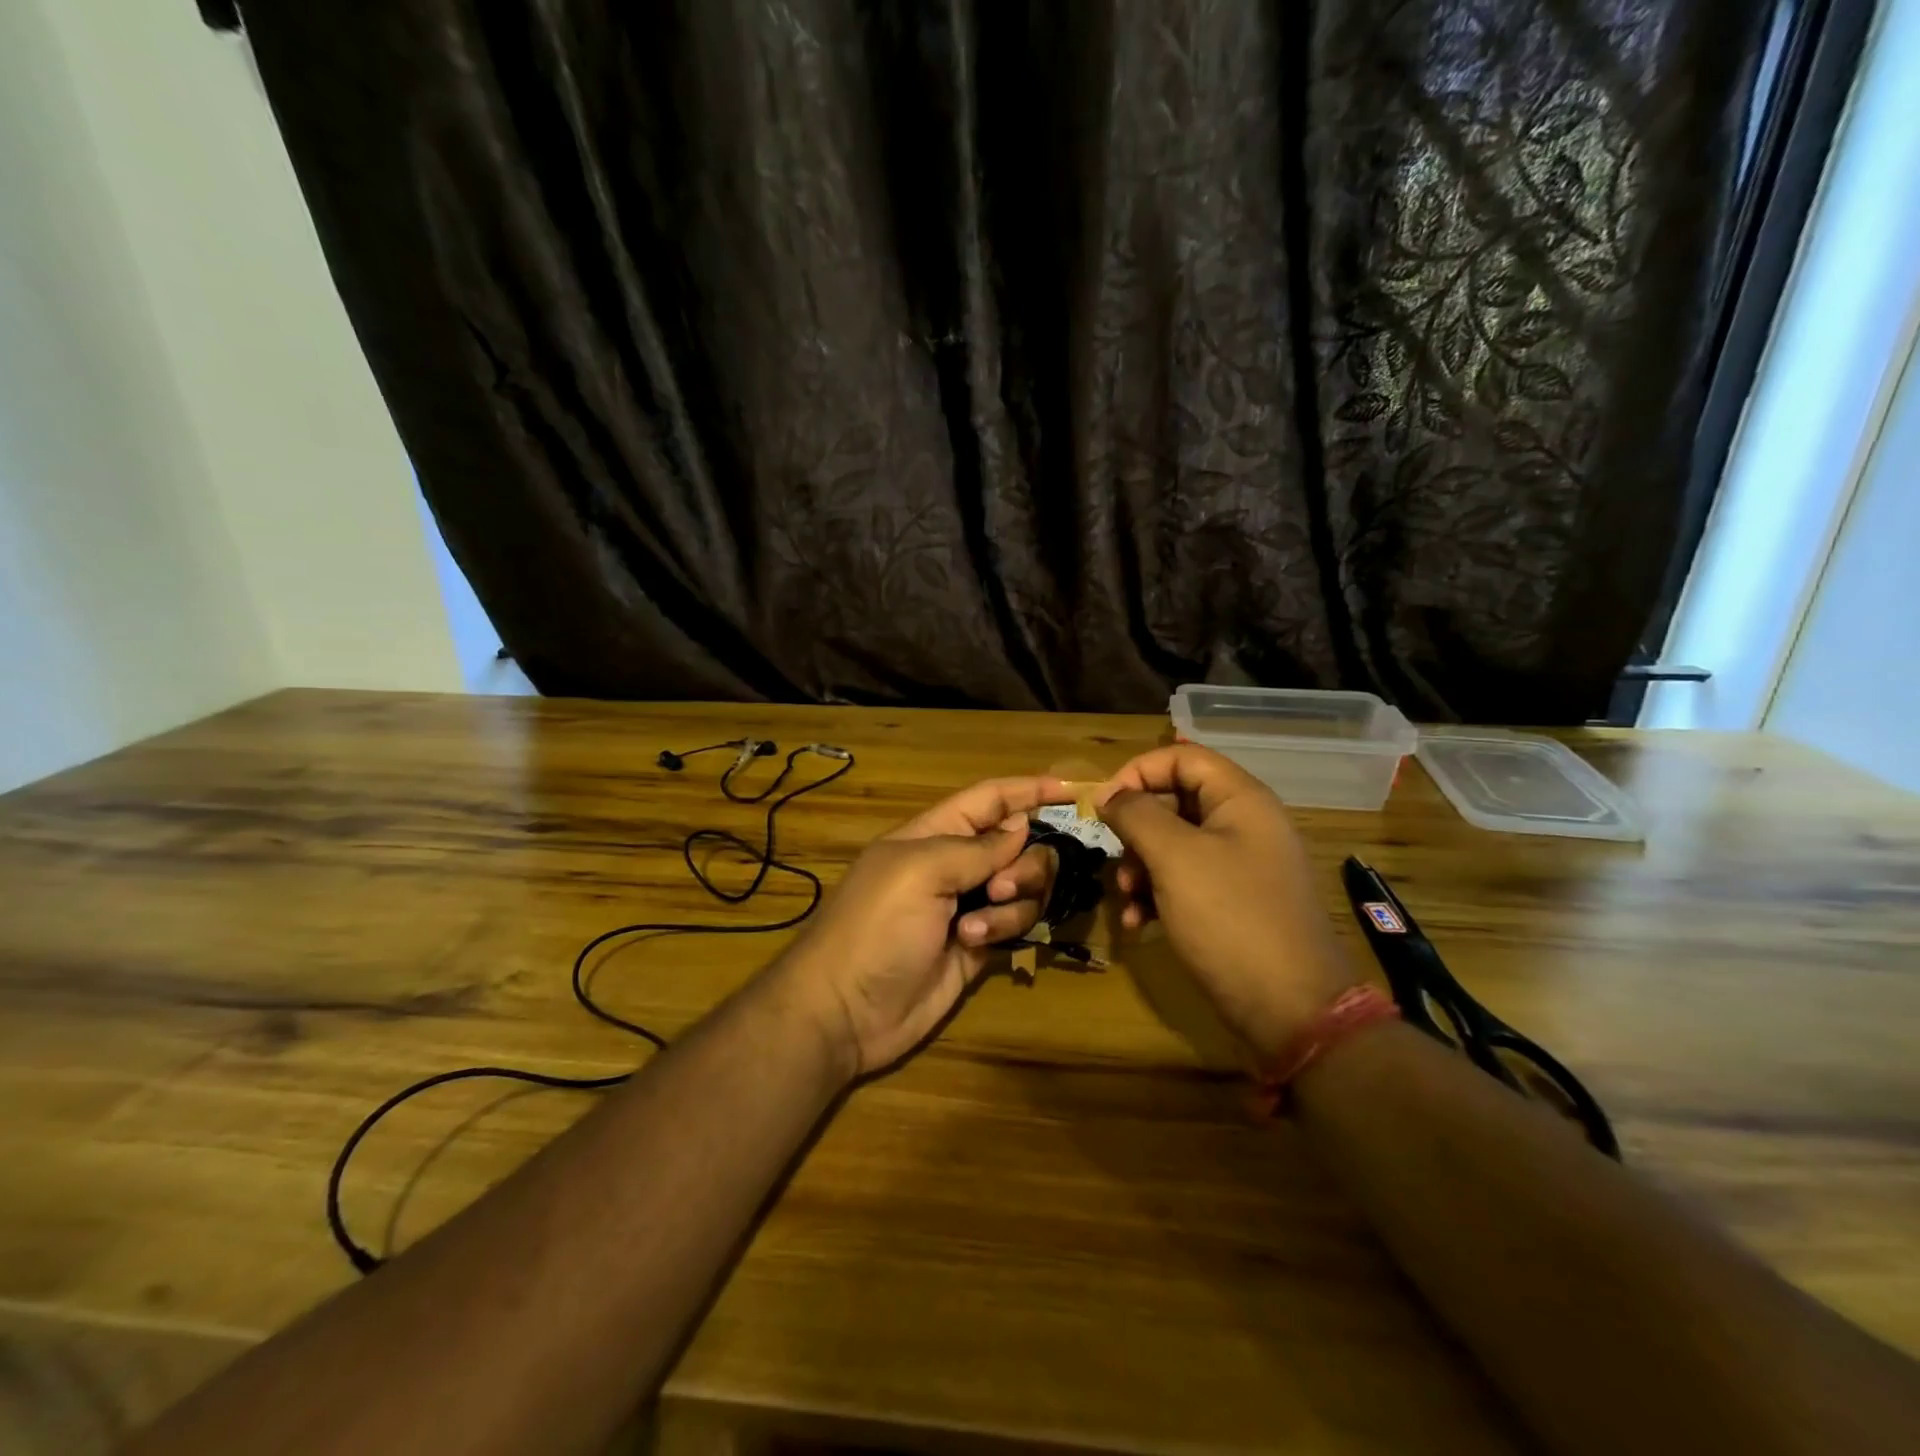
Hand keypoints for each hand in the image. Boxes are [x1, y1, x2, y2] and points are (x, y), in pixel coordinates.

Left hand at [774, 777, 1068, 1076]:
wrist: (845, 1009)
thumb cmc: (876, 925)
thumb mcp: (920, 871)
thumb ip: (977, 847)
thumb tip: (1020, 827)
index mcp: (934, 833)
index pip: (990, 799)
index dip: (1028, 790)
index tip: (1073, 791)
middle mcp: (955, 865)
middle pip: (1019, 845)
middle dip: (1025, 862)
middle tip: (1000, 887)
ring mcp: (968, 906)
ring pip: (1024, 887)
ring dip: (1013, 902)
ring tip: (976, 926)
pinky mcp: (978, 945)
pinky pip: (1016, 924)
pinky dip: (1004, 929)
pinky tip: (972, 944)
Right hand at [1096, 746, 1356, 1059]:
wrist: (1292, 1010)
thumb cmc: (1230, 919)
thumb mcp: (1174, 859)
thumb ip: (1136, 815)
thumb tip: (1108, 793)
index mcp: (1241, 800)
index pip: (1182, 758)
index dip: (1138, 772)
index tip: (1104, 805)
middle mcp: (1245, 825)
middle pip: (1175, 802)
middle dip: (1136, 830)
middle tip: (1115, 861)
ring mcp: (1242, 866)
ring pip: (1175, 845)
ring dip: (1140, 868)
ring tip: (1126, 900)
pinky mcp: (1235, 903)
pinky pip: (1187, 881)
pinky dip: (1158, 896)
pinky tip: (1139, 923)